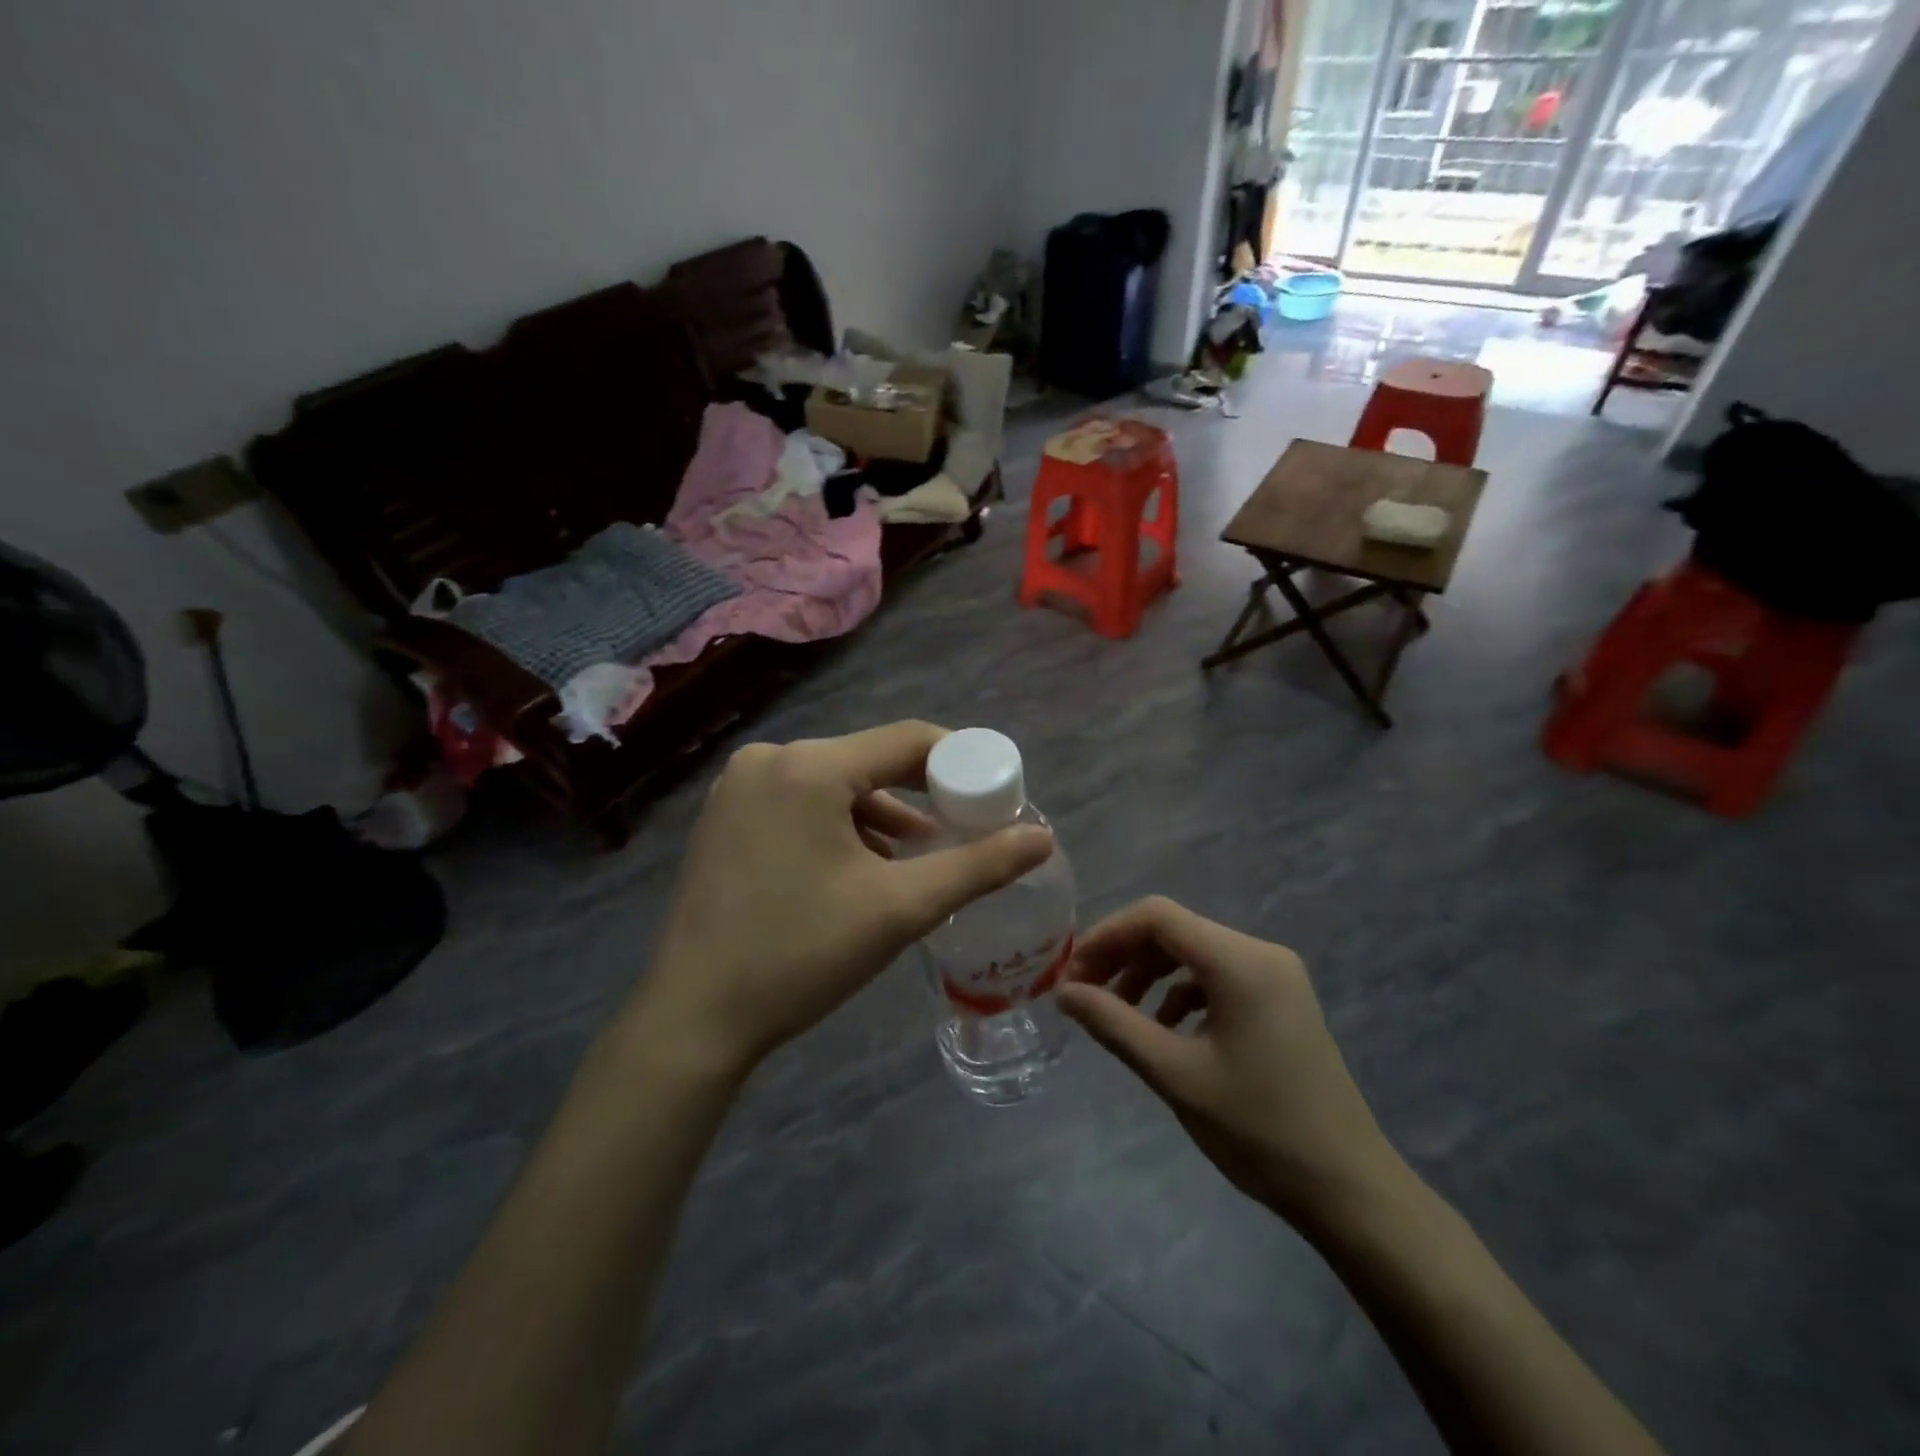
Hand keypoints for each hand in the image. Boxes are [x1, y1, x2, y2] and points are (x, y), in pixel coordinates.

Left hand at [629, 722, 1053, 1077]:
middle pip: (870, 761)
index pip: (908, 741)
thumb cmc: (800, 953)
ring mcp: (739, 788)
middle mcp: (769, 760)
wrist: (694, 1018)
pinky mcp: (725, 818)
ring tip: (918, 858)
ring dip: (881, 817)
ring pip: (835, 786)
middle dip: (921, 796)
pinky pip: (801, 804)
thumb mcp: (900, 908)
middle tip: (963, 832)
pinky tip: (861, 867)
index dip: (961, 763)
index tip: (995, 797)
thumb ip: (978, 866)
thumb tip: (1043, 838)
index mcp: (809, 767)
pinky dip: (840, 827)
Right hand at [1057, 897, 1403, 1231]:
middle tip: (1085, 994)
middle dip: (1123, 956)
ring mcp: (1276, 975)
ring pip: (1193, 952)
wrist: (1349, 1189)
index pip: (1157, 916)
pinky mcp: (1280, 999)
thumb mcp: (1175, 1075)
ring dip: (1148, 975)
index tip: (1072, 973)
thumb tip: (1064, 993)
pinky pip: (1216, 976)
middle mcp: (1261, 953)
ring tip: (1117, 1014)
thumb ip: (1114, 1024)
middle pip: (1174, 930)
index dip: (1107, 935)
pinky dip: (1180, 994)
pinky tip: (1163, 1030)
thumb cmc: (1258, 1130)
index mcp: (1240, 962)